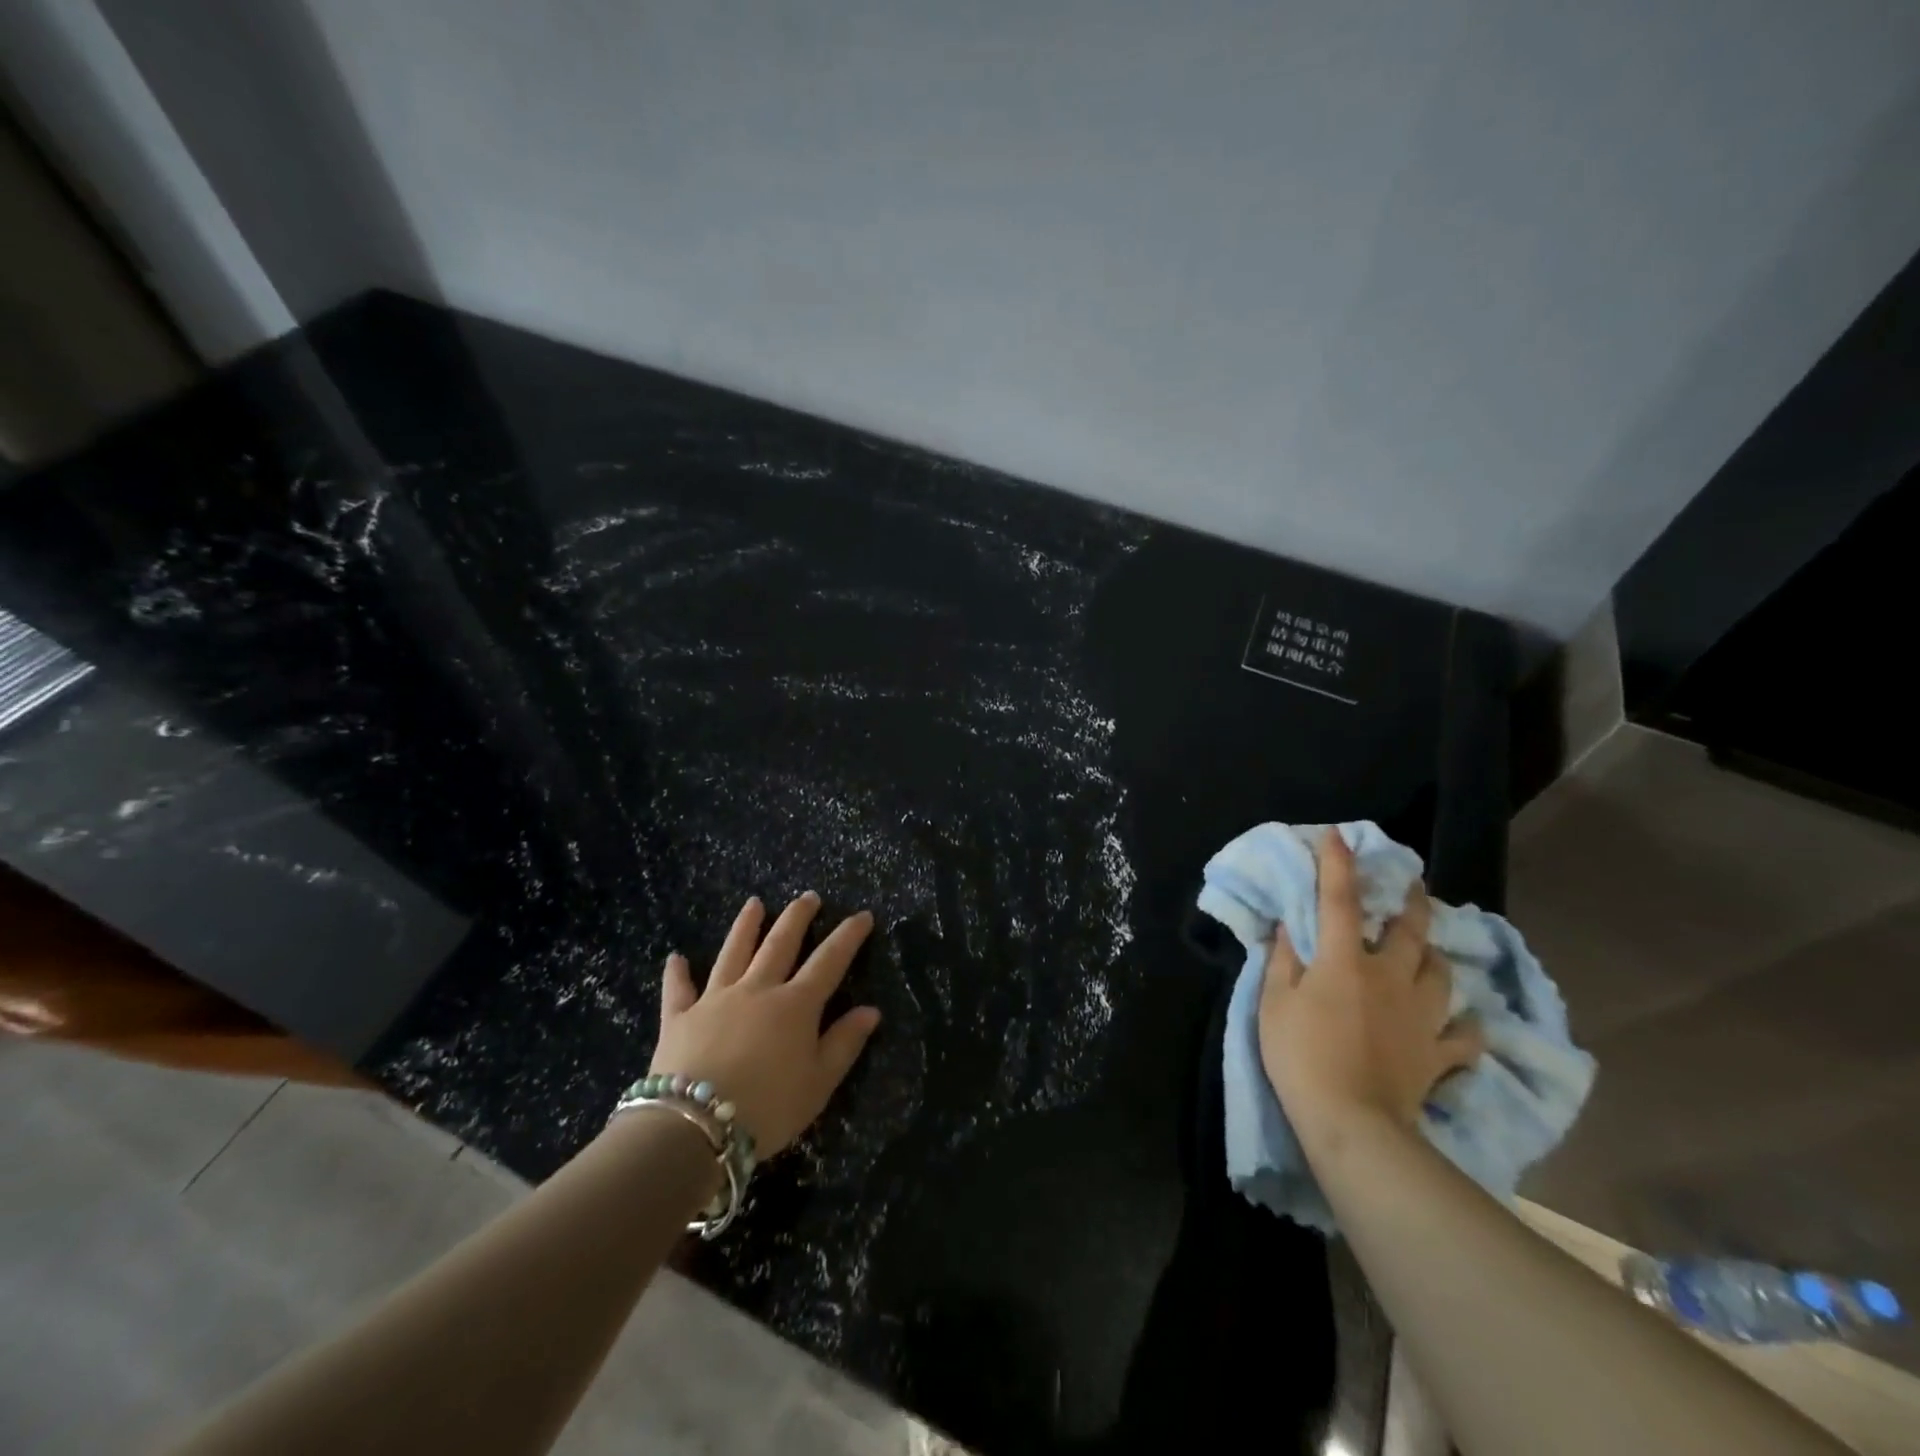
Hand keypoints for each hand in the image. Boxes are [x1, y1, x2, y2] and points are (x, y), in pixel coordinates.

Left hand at [650, 893, 881, 1155]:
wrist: (693, 1127)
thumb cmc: (767, 1108)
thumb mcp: (818, 1083)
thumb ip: (844, 1043)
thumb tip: (871, 1010)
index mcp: (795, 1005)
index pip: (829, 961)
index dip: (848, 936)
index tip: (862, 915)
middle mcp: (757, 990)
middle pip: (780, 944)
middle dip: (797, 917)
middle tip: (808, 896)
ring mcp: (715, 999)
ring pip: (733, 953)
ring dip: (745, 926)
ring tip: (754, 904)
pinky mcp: (679, 1017)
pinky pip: (678, 989)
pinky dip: (677, 973)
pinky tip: (676, 957)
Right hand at [1258, 830, 1482, 1138]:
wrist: (1352, 1123)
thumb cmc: (1301, 1056)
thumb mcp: (1274, 1004)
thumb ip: (1283, 961)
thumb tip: (1291, 927)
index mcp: (1346, 962)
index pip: (1341, 901)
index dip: (1339, 865)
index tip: (1339, 835)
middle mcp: (1391, 977)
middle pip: (1411, 930)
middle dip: (1412, 901)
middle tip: (1414, 885)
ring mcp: (1422, 1016)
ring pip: (1443, 973)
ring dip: (1436, 956)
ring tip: (1430, 951)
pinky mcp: (1439, 1053)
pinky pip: (1464, 1036)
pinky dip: (1465, 1026)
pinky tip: (1460, 1022)